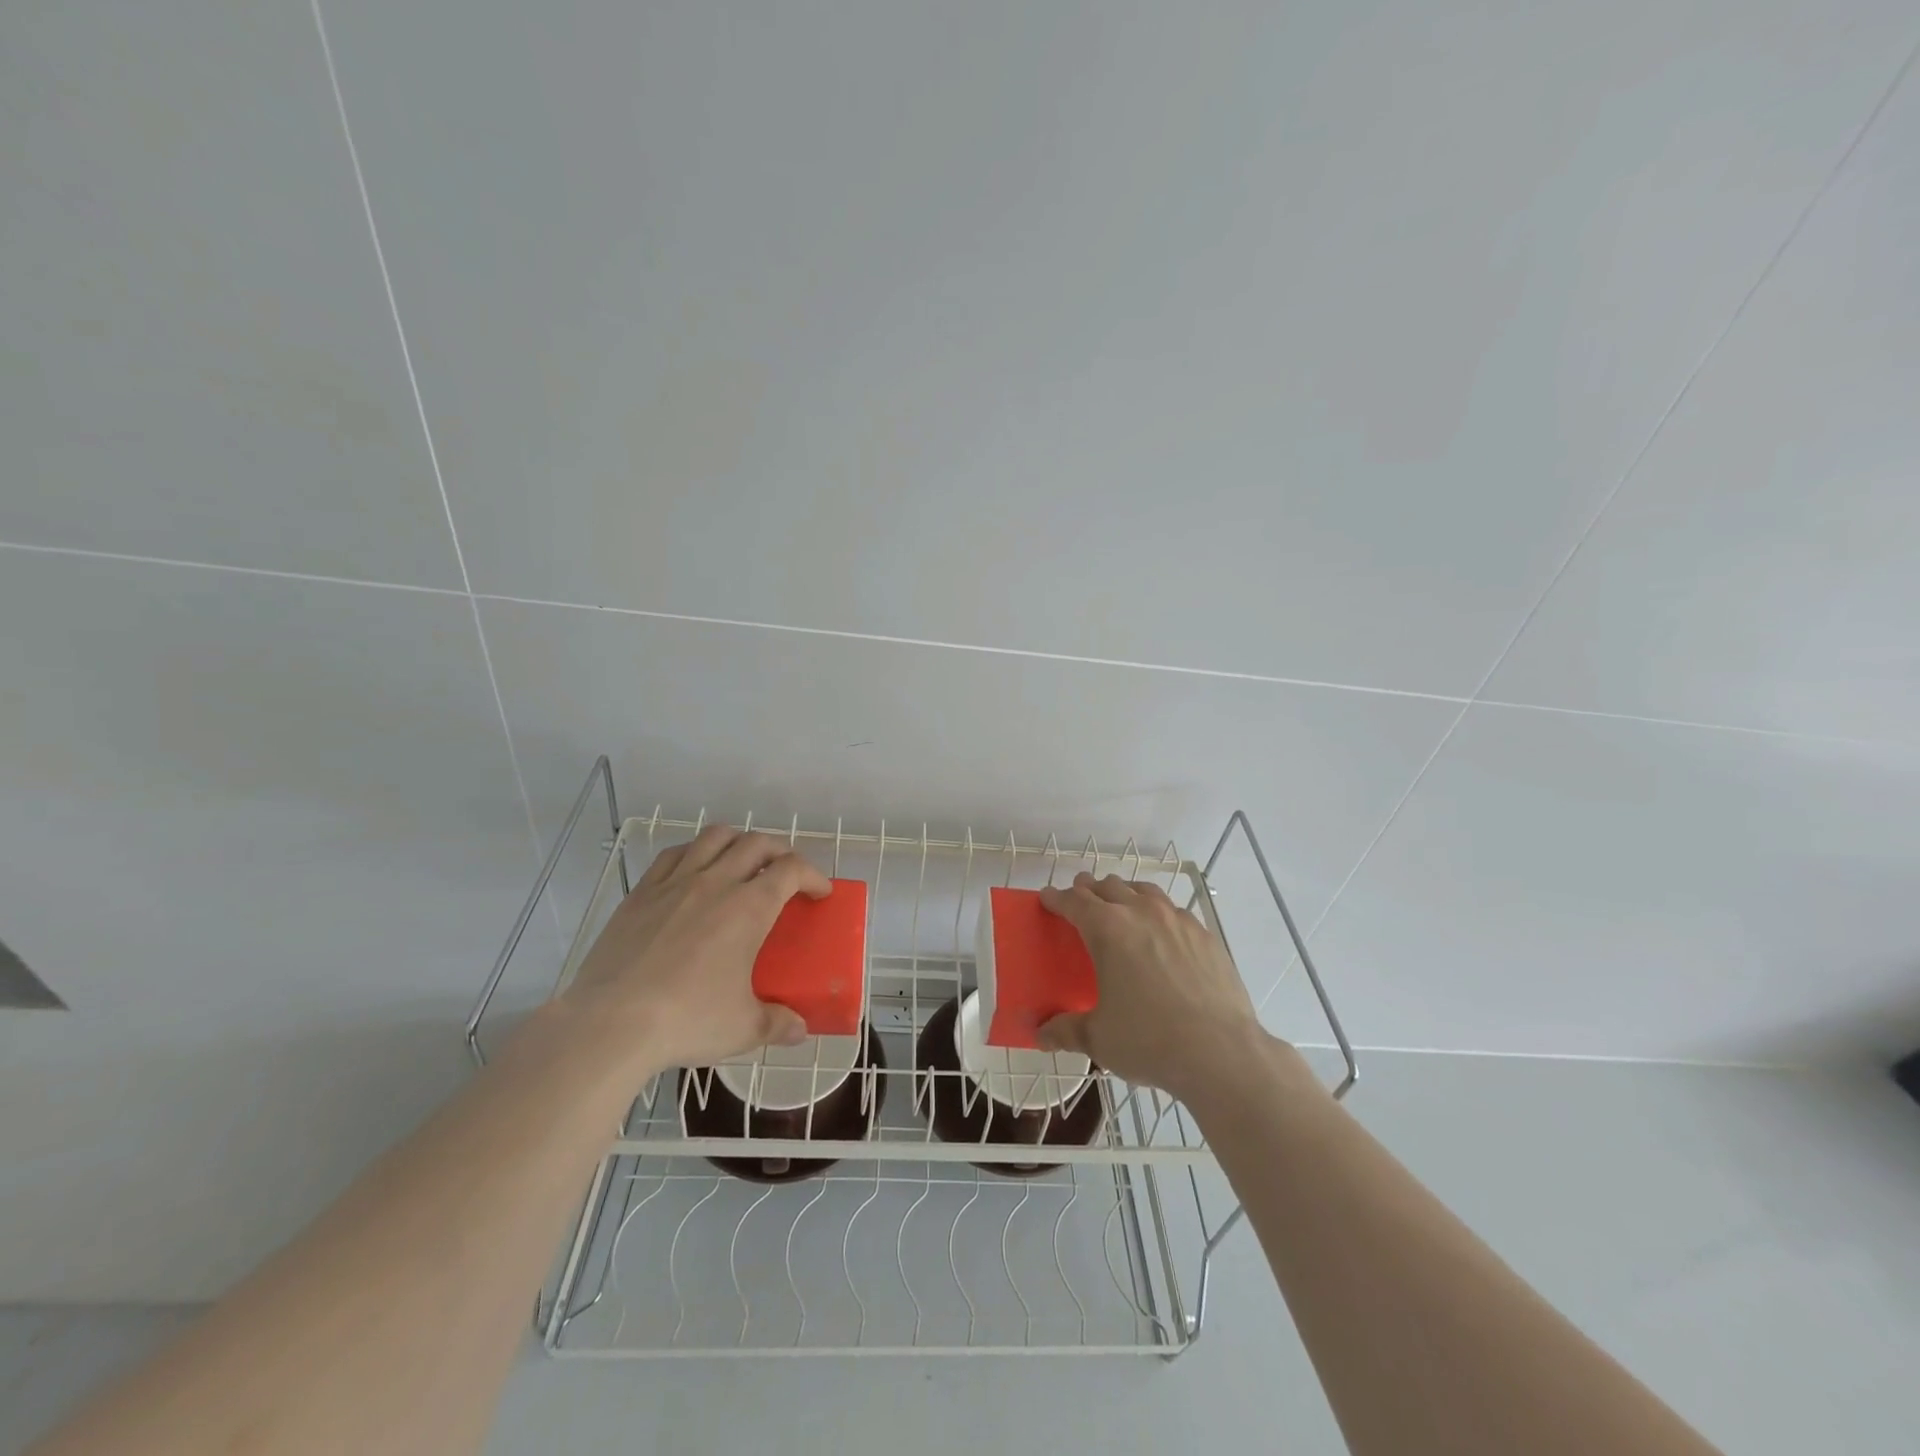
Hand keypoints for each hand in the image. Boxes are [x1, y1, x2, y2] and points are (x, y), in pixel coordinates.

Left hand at [562, 826, 830, 1069]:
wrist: (611, 1023)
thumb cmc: (687, 1021)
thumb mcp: (743, 1028)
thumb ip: (777, 1023)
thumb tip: (799, 1029)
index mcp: (749, 907)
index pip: (792, 870)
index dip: (813, 875)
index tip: (820, 892)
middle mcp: (716, 882)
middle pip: (757, 843)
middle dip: (780, 851)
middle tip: (785, 873)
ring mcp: (675, 883)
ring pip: (715, 837)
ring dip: (738, 841)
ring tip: (742, 860)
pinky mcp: (641, 893)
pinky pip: (673, 854)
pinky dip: (694, 852)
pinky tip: (693, 869)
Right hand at [1036, 872, 1269, 1100]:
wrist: (1221, 1052)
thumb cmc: (1150, 1040)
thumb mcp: (1099, 1038)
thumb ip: (1067, 1031)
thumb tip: (1041, 1035)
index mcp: (1107, 929)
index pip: (1074, 901)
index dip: (1056, 898)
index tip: (1047, 898)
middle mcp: (1141, 912)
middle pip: (1108, 886)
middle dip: (1089, 890)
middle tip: (1080, 901)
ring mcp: (1177, 920)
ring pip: (1144, 890)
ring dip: (1125, 893)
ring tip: (1121, 907)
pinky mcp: (1205, 935)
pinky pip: (1174, 911)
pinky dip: (1159, 913)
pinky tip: (1162, 935)